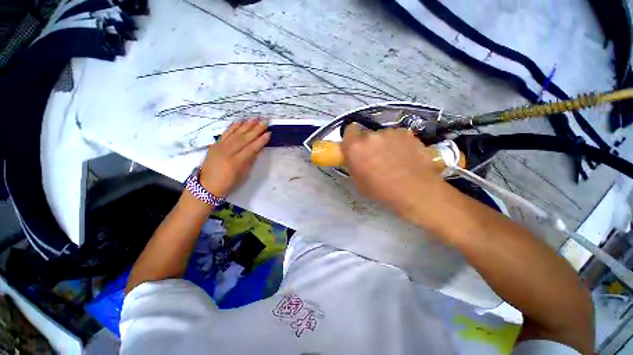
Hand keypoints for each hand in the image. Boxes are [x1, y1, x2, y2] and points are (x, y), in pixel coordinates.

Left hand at [199, 119, 269, 196]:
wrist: (206, 186)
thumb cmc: (228, 183)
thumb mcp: (243, 175)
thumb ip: (250, 161)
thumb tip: (258, 150)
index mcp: (236, 162)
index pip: (251, 148)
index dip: (261, 140)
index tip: (269, 133)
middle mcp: (228, 152)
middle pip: (244, 138)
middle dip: (256, 129)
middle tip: (265, 121)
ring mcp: (220, 147)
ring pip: (236, 134)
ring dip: (246, 125)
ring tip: (255, 118)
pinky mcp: (215, 145)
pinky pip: (225, 133)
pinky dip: (233, 127)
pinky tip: (240, 121)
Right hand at [340, 124, 448, 223]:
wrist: (414, 190)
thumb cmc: (381, 190)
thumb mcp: (358, 181)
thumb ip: (354, 164)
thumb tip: (356, 158)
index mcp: (355, 147)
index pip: (349, 130)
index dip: (352, 138)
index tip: (356, 147)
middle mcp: (371, 136)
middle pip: (367, 135)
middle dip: (369, 144)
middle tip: (375, 157)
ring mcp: (390, 133)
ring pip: (383, 135)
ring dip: (385, 143)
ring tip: (394, 159)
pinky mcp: (407, 133)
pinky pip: (398, 136)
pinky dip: (399, 144)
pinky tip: (406, 156)